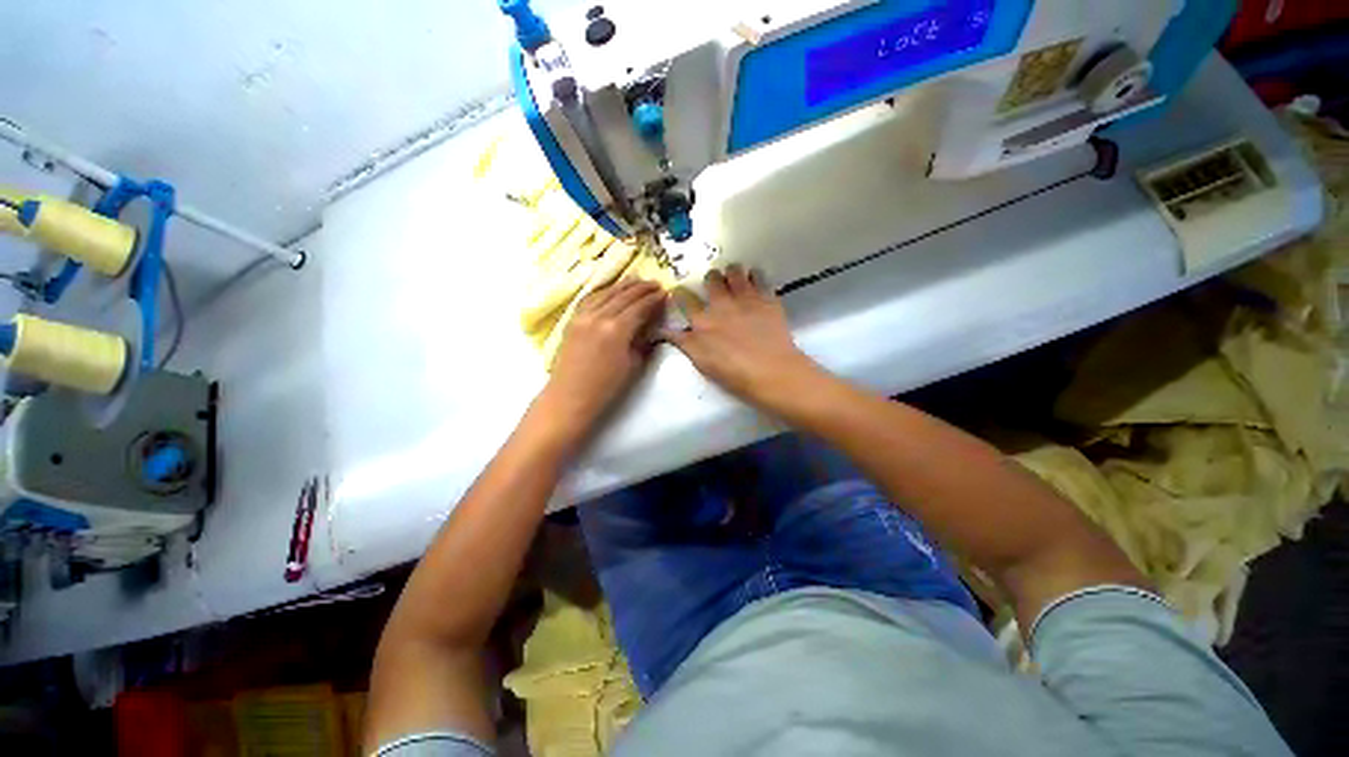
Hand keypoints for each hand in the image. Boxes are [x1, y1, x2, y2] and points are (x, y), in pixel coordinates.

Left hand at [537, 279, 666, 443]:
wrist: (570, 397)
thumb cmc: (606, 387)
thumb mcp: (633, 365)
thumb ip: (642, 341)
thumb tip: (650, 326)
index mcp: (617, 329)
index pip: (640, 306)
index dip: (654, 299)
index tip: (664, 293)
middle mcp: (599, 316)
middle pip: (624, 295)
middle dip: (641, 288)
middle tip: (655, 283)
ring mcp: (583, 316)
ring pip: (606, 293)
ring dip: (623, 285)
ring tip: (636, 281)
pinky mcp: (572, 320)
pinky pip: (590, 298)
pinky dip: (603, 291)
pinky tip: (610, 290)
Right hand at [664, 265, 821, 409]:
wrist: (771, 371)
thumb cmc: (733, 372)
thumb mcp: (702, 362)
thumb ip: (683, 343)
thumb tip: (662, 330)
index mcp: (702, 320)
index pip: (684, 298)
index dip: (679, 293)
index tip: (679, 292)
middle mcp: (722, 303)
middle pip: (712, 279)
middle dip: (710, 279)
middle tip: (714, 285)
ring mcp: (746, 298)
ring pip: (735, 271)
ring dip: (733, 273)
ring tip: (736, 279)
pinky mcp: (767, 299)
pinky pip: (760, 277)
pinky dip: (755, 277)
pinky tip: (756, 283)